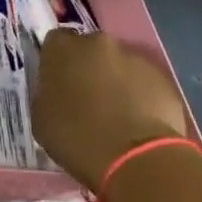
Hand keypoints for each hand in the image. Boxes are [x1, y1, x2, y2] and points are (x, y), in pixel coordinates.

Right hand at [31, 29, 193, 189]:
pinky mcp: (161, 76)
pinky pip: (144, 81)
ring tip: (118, 115)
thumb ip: (47, 93)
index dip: (58, 63)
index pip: (55, 42)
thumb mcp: (41, 119)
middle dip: (89, 68)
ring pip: (119, 64)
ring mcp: (133, 56)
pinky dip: (140, 95)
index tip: (60, 84)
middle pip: (90, 49)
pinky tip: (139, 122)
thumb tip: (56, 90)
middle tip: (89, 99)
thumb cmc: (78, 139)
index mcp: (62, 49)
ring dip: (116, 81)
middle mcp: (97, 42)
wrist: (136, 159)